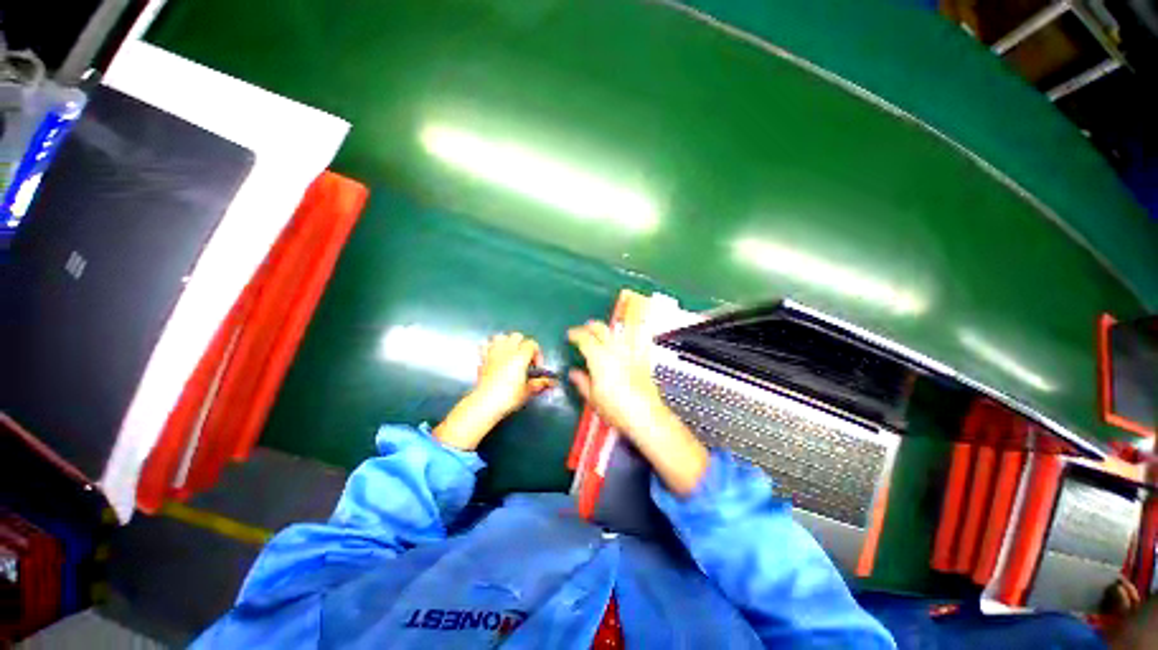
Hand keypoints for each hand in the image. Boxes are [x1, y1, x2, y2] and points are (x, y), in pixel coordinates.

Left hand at [474, 332, 552, 418]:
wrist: (485, 403)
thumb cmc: (509, 396)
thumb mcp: (528, 391)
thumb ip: (539, 383)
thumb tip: (550, 382)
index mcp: (520, 356)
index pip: (532, 344)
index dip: (537, 353)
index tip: (536, 367)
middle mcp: (507, 351)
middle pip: (517, 336)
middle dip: (522, 344)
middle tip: (524, 358)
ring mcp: (493, 353)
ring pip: (500, 336)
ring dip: (506, 342)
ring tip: (509, 354)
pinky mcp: (482, 359)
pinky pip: (485, 345)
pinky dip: (490, 348)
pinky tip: (494, 356)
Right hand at [566, 320, 665, 438]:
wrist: (645, 415)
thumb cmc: (616, 409)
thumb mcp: (593, 398)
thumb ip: (582, 382)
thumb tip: (574, 373)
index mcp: (599, 358)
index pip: (584, 338)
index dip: (575, 334)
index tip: (570, 335)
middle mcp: (615, 349)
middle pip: (601, 329)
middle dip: (590, 326)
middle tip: (584, 329)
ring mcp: (630, 351)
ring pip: (617, 331)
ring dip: (607, 329)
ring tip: (602, 332)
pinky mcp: (643, 357)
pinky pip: (635, 339)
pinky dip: (629, 334)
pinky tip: (627, 336)